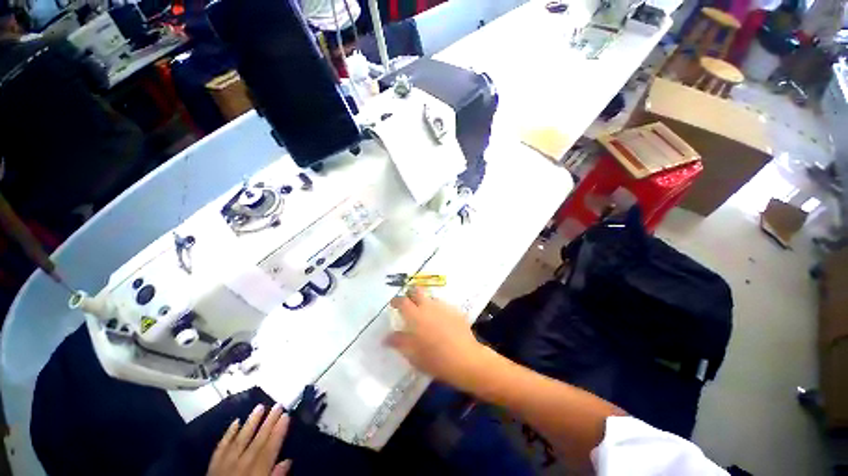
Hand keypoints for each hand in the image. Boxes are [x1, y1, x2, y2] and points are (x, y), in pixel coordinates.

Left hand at [207, 404, 291, 475]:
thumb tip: (287, 461)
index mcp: (256, 473)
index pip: (270, 449)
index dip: (279, 432)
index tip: (286, 415)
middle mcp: (242, 464)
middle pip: (258, 441)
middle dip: (269, 422)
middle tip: (278, 405)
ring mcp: (225, 463)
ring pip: (241, 439)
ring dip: (251, 422)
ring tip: (260, 406)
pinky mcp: (212, 465)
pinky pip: (221, 446)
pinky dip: (228, 433)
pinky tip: (236, 421)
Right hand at [386, 287, 485, 387]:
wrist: (465, 358)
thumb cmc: (435, 359)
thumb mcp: (412, 354)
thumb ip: (399, 342)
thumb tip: (386, 337)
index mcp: (415, 315)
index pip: (402, 301)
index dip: (396, 300)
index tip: (393, 304)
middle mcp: (429, 306)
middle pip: (417, 291)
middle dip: (411, 294)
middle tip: (409, 303)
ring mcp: (444, 307)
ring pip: (431, 298)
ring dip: (426, 302)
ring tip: (427, 315)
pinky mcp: (455, 310)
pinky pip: (443, 305)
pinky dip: (438, 310)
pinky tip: (441, 321)